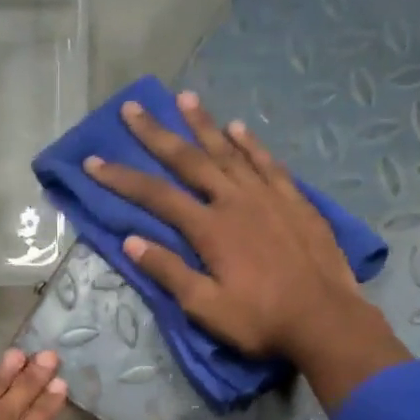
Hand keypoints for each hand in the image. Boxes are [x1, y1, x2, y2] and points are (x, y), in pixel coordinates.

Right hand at [84, 92, 408, 411]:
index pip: (156, 196)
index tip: (94, 161)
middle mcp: (235, 201)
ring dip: (203, 124)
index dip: (122, 178)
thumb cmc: (261, 321)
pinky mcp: (296, 201)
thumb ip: (169, 272)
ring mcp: (268, 196)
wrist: (326, 321)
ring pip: (229, 151)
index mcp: (210, 229)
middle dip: (158, 134)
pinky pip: (268, 163)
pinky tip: (238, 128)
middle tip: (134, 107)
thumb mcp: (206, 307)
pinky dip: (251, 144)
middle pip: (189, 160)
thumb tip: (132, 241)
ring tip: (184, 98)